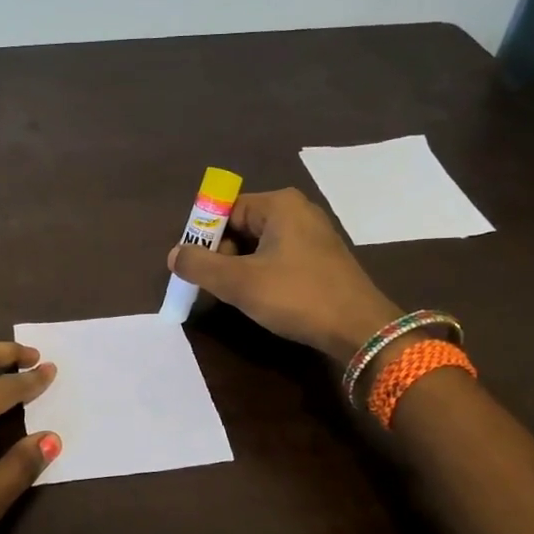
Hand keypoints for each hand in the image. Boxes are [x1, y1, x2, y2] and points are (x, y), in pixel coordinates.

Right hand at [168, 188, 399, 360]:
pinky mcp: (321, 260)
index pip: (225, 209)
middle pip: (241, 226)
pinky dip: (262, 276)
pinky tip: (262, 300)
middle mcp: (297, 211)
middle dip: (221, 255)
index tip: (196, 268)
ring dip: (240, 269)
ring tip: (236, 297)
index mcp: (279, 204)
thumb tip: (174, 255)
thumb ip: (200, 266)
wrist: (359, 329)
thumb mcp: (239, 282)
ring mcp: (313, 235)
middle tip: (215, 287)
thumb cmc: (297, 296)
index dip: (204, 237)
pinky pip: (278, 259)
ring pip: (258, 246)